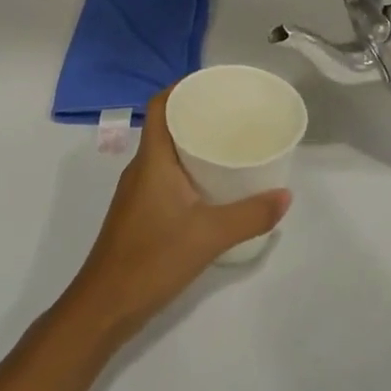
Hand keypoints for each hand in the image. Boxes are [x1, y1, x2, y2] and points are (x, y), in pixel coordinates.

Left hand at [59, 91, 290, 345]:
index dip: (183, 87)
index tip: (215, 84)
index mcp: (152, 160)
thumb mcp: (209, 235)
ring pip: (167, 154)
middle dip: (199, 115)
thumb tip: (285, 196)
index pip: (161, 105)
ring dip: (194, 144)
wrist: (105, 305)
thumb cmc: (152, 259)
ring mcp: (138, 193)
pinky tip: (215, 187)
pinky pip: (166, 177)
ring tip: (232, 145)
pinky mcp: (140, 214)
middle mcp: (142, 169)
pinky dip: (190, 171)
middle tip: (236, 114)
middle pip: (167, 126)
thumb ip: (250, 215)